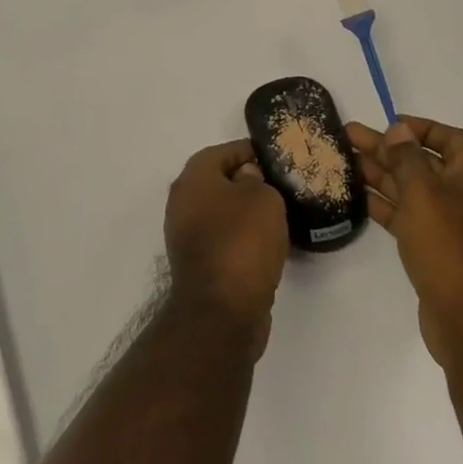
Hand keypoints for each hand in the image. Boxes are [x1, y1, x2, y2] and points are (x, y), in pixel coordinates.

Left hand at [164, 139, 288, 354]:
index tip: (276, 159)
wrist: (221, 312)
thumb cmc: (242, 242)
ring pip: (221, 212)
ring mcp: (186, 236)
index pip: (223, 151)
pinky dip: (242, 238)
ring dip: (245, 213)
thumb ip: (257, 179)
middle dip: (248, 182)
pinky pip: (223, 239)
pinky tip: (267, 245)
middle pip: (219, 181)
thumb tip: (246, 179)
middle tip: (280, 187)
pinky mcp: (198, 264)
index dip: (251, 151)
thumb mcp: (263, 198)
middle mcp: (183, 203)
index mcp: (193, 179)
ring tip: (279, 216)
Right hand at [347, 117, 462, 371]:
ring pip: (413, 189)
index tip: (386, 124)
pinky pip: (409, 216)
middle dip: (388, 149)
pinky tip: (357, 196)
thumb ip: (407, 158)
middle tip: (348, 136)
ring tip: (344, 160)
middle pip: (424, 162)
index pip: (449, 138)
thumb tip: (399, 130)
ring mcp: (452, 225)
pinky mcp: (436, 249)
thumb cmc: (449, 246)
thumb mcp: (424, 194)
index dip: (419, 127)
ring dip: (381, 174)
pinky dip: (385, 204)